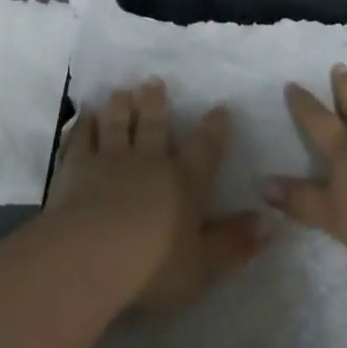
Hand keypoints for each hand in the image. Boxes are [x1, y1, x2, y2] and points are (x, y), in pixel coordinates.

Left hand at [47, 80, 267, 310]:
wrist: (92, 255)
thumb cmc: (153, 266)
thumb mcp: (203, 265)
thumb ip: (234, 243)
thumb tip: (270, 222)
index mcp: (183, 183)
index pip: (204, 151)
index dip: (213, 130)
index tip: (220, 108)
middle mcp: (149, 162)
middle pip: (155, 126)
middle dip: (156, 103)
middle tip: (154, 81)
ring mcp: (110, 160)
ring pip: (118, 125)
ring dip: (121, 107)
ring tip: (122, 90)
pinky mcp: (76, 168)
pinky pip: (82, 139)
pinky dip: (84, 125)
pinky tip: (85, 116)